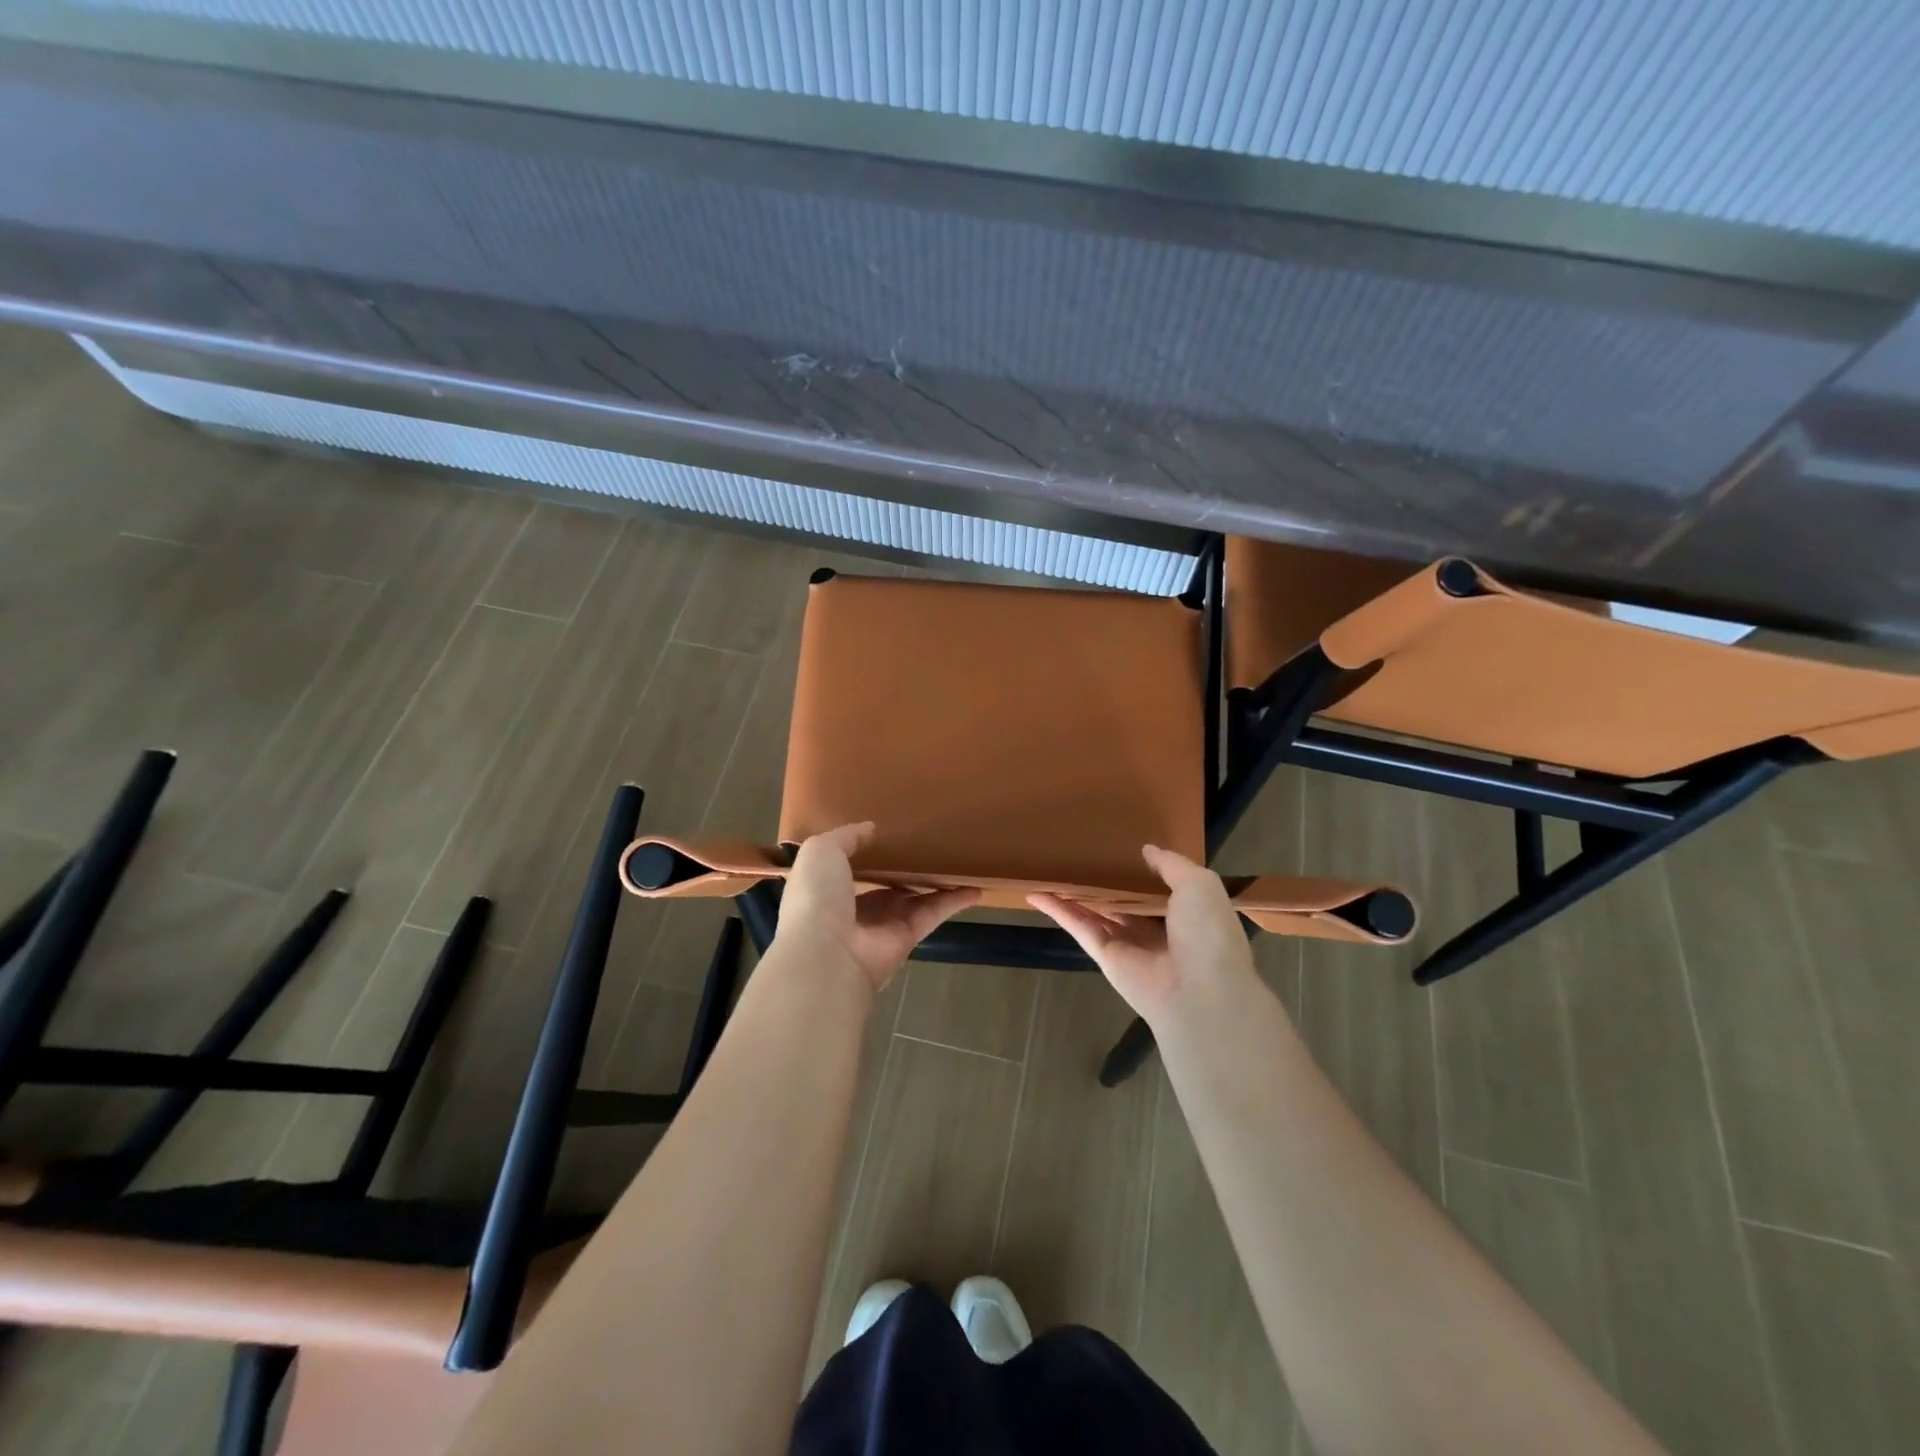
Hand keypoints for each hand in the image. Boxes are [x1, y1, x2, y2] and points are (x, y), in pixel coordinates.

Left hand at [775, 823, 979, 992]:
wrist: (827, 954)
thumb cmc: (817, 897)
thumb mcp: (821, 851)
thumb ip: (846, 837)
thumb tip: (870, 828)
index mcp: (828, 889)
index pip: (850, 869)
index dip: (867, 854)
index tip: (890, 834)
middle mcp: (855, 909)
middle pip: (886, 885)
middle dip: (905, 868)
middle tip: (930, 844)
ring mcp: (883, 925)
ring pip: (915, 898)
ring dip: (935, 882)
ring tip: (958, 861)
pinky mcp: (908, 937)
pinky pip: (934, 913)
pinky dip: (954, 901)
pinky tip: (975, 887)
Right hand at [1029, 845, 1256, 1023]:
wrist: (1200, 991)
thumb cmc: (1207, 932)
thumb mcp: (1200, 885)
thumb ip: (1172, 864)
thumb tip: (1147, 850)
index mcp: (1185, 913)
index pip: (1159, 888)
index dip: (1141, 870)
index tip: (1121, 846)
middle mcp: (1156, 929)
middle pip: (1123, 900)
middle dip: (1104, 881)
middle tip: (1080, 853)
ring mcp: (1127, 943)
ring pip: (1096, 912)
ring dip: (1074, 893)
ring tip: (1051, 869)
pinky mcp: (1104, 956)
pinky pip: (1079, 928)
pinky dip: (1058, 911)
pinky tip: (1037, 894)